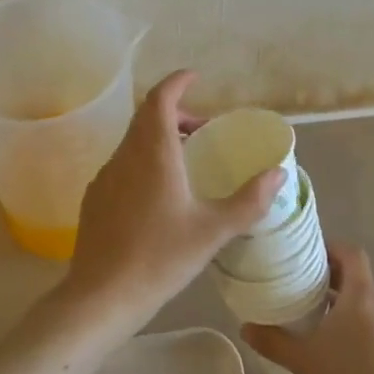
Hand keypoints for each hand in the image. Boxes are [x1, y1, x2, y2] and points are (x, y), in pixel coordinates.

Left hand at [62, 70, 285, 340]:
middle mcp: (125, 155)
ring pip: (133, 141)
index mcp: (153, 153)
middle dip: (174, 112)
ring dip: (159, 138)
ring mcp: (105, 176)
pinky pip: (123, 164)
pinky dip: (144, 161)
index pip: (160, 98)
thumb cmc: (160, 257)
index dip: (177, 82)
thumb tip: (278, 174)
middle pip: (147, 117)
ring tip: (186, 161)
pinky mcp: (95, 198)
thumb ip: (249, 200)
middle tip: (202, 128)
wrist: (101, 296)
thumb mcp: (213, 231)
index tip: (195, 78)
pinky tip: (159, 194)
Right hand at [243, 243, 373, 373]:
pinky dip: (353, 324)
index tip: (307, 255)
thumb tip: (245, 327)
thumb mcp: (303, 360)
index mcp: (361, 295)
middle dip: (330, 276)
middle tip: (301, 284)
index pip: (351, 253)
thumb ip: (273, 341)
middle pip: (356, 276)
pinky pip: (371, 324)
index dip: (331, 247)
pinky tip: (334, 347)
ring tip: (313, 315)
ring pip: (364, 302)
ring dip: (341, 302)